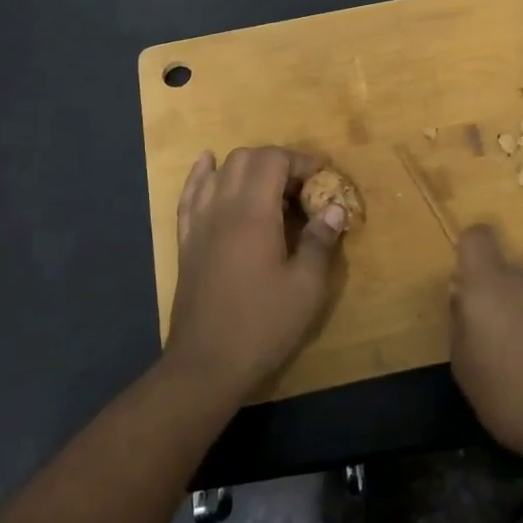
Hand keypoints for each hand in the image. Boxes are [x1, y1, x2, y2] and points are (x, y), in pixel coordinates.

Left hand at [165, 146, 348, 403]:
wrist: (206, 364)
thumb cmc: (262, 325)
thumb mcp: (306, 288)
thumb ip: (320, 242)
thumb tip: (335, 208)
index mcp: (253, 213)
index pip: (274, 160)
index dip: (301, 160)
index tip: (324, 175)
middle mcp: (222, 207)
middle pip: (246, 159)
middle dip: (278, 161)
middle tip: (302, 186)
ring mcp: (199, 223)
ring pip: (220, 171)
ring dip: (248, 166)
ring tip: (270, 184)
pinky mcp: (187, 240)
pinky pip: (191, 193)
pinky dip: (203, 174)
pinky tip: (209, 164)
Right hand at [449, 225, 522, 474]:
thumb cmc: (516, 396)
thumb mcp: (467, 371)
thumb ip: (460, 327)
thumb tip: (463, 301)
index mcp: (489, 285)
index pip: (476, 238)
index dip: (467, 255)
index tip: (465, 289)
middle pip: (502, 277)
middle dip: (494, 303)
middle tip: (489, 347)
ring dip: (520, 323)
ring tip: (520, 370)